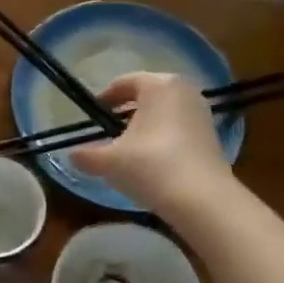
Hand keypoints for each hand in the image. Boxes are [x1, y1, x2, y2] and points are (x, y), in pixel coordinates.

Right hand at [71, 72, 230, 211]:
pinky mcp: (211, 135)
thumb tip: (72, 154)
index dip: (105, 97)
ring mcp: (201, 112)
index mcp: (158, 85)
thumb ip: (86, 155)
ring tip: (127, 147)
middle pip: (147, 95)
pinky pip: (178, 127)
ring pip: (164, 112)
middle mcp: (184, 90)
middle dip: (125, 110)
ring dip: (144, 124)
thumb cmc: (150, 166)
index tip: (92, 114)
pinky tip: (150, 160)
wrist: (202, 200)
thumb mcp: (109, 161)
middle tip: (107, 128)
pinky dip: (162, 136)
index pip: (125, 82)